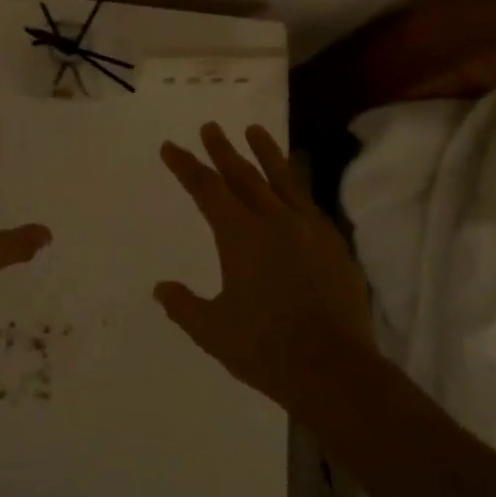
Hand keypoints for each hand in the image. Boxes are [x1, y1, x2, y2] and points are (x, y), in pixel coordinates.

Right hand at [155, 123, 374, 407]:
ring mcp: (309, 230)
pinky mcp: (334, 244)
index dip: (186, 166)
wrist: (334, 369)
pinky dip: (294, 187)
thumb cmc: (266, 349)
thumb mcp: (213, 331)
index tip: (170, 147)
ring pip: (282, 180)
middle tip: (210, 127)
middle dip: (222, 150)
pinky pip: (308, 203)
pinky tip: (292, 187)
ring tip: (254, 130)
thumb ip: (184, 306)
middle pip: (244, 175)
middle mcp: (275, 221)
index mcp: (241, 236)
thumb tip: (161, 288)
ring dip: (265, 153)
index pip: (206, 189)